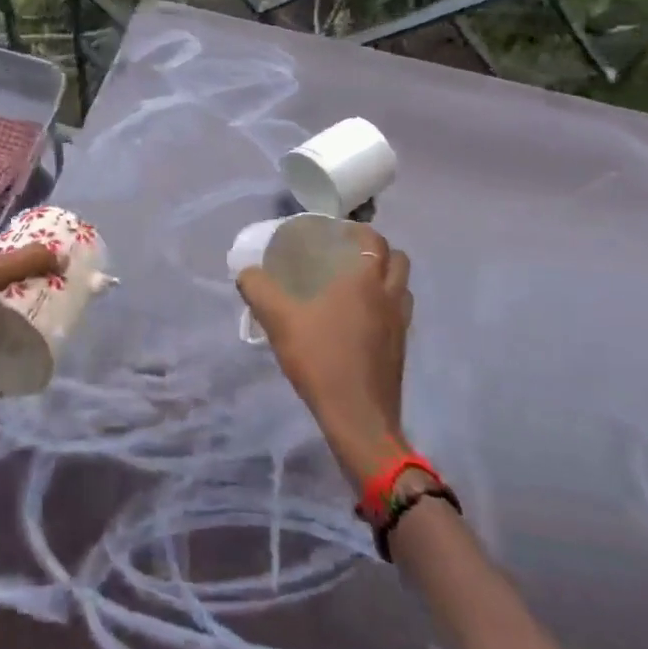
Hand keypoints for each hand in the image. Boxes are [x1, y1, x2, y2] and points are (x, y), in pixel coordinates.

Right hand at [236, 224, 412, 489]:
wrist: (358, 417)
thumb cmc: (320, 359)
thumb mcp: (278, 320)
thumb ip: (258, 290)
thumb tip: (246, 272)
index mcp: (364, 281)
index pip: (374, 240)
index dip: (359, 231)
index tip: (337, 231)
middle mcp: (389, 296)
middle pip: (398, 259)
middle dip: (377, 251)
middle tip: (347, 255)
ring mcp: (400, 325)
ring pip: (402, 287)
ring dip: (386, 278)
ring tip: (355, 285)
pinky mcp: (401, 350)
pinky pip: (399, 314)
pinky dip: (385, 307)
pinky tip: (359, 321)